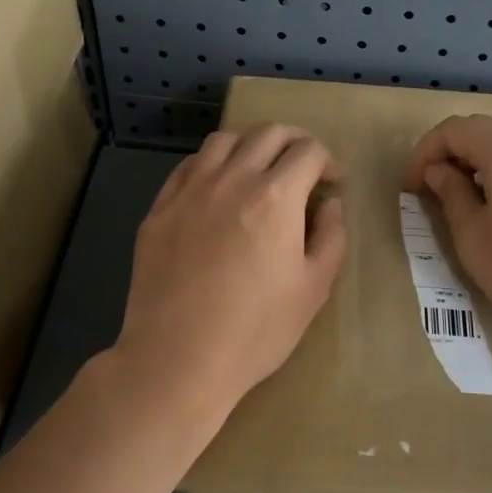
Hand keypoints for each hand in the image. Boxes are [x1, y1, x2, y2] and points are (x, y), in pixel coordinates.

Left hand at [113, 125, 345, 422]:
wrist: (178, 358)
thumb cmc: (256, 330)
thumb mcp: (313, 289)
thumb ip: (330, 237)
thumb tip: (330, 205)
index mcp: (275, 197)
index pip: (308, 151)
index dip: (328, 161)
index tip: (332, 184)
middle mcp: (231, 180)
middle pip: (267, 133)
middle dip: (294, 143)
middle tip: (303, 169)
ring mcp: (189, 191)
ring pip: (223, 140)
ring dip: (251, 145)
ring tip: (259, 170)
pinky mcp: (159, 209)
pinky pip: (188, 167)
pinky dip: (211, 164)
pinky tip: (217, 187)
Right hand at [402, 115, 491, 343]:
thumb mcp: (474, 240)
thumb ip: (451, 196)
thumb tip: (441, 172)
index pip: (455, 129)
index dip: (425, 153)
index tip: (413, 187)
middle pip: (489, 134)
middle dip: (456, 157)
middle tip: (439, 193)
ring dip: (489, 170)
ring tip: (481, 209)